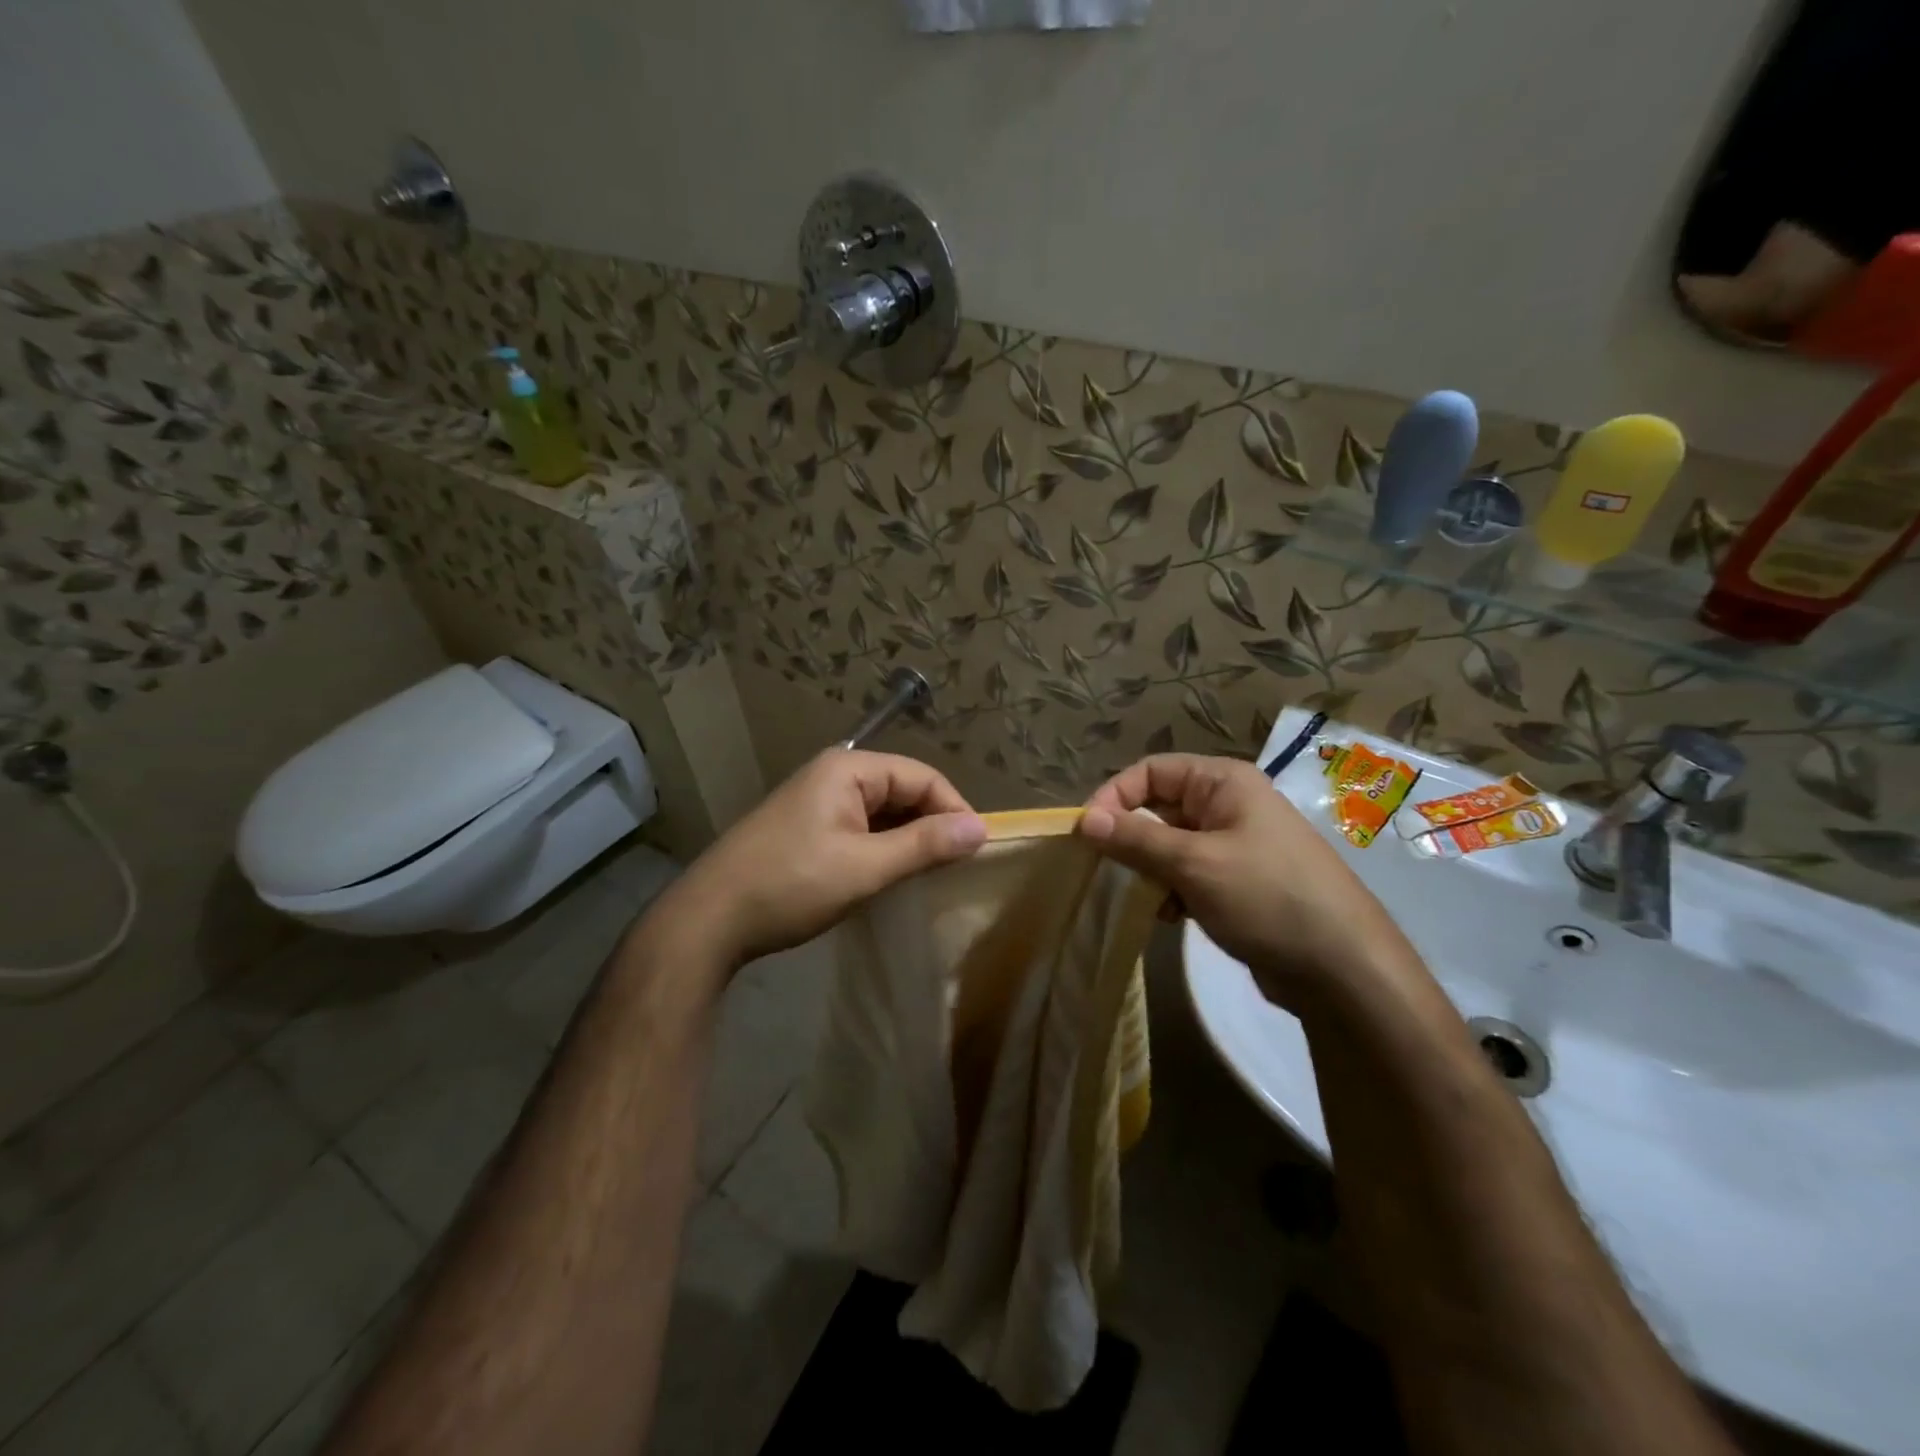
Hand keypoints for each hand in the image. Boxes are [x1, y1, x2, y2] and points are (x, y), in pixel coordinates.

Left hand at [653, 750, 986, 971]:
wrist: (709, 920)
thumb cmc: (791, 885)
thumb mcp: (865, 867)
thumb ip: (924, 845)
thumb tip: (980, 828)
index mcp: (848, 769)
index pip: (921, 776)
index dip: (954, 809)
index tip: (977, 849)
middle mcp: (833, 776)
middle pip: (901, 790)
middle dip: (931, 824)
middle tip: (957, 866)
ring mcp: (816, 802)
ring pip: (881, 812)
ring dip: (907, 839)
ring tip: (931, 874)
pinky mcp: (806, 829)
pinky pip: (860, 828)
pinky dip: (882, 848)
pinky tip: (892, 876)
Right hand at [1078, 754, 1412, 1010]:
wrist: (1342, 967)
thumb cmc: (1266, 897)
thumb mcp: (1195, 863)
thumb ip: (1136, 839)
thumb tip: (1085, 819)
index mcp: (1224, 783)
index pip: (1152, 770)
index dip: (1115, 795)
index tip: (1087, 833)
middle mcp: (1229, 805)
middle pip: (1160, 807)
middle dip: (1132, 837)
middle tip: (1108, 869)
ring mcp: (1236, 845)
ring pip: (1171, 844)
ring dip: (1150, 869)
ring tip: (1144, 899)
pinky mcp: (1239, 882)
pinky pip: (1189, 873)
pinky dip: (1171, 890)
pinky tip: (1169, 917)